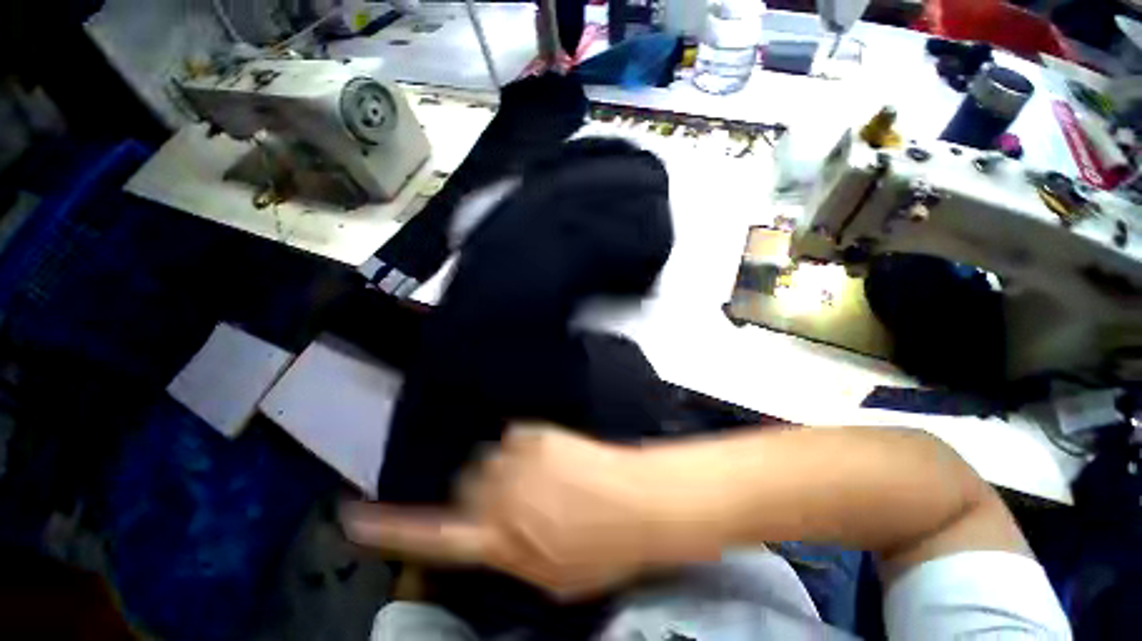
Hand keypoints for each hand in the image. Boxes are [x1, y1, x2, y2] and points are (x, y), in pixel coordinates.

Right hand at [341, 424, 667, 599]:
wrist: (637, 500)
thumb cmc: (601, 548)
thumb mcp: (550, 577)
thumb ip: (508, 558)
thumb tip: (484, 541)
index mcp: (501, 539)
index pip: (432, 534)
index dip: (390, 527)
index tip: (355, 515)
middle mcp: (501, 493)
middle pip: (462, 486)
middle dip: (476, 496)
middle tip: (508, 504)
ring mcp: (519, 456)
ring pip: (487, 459)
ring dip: (501, 471)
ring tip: (534, 482)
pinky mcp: (538, 432)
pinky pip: (514, 437)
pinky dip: (522, 448)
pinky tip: (547, 459)